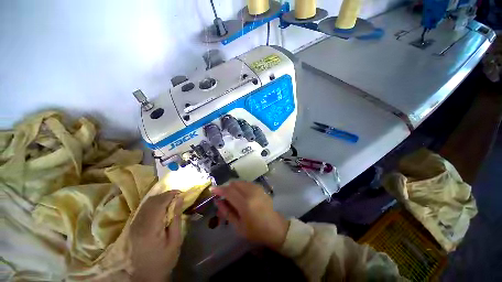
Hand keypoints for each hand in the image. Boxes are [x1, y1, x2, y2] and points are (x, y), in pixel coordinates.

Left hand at [129, 191, 182, 281]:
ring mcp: (133, 226)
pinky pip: (142, 209)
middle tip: (177, 195)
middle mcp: (138, 224)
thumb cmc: (164, 259)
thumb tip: (180, 199)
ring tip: (171, 199)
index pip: (159, 203)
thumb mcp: (175, 240)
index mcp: (150, 228)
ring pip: (145, 204)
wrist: (145, 277)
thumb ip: (177, 217)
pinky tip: (161, 207)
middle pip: (151, 201)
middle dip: (165, 195)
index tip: (180, 192)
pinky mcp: (132, 228)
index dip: (170, 194)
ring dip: (159, 198)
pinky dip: (153, 204)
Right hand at [211, 181, 288, 249]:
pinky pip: (247, 183)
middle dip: (226, 187)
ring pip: (241, 182)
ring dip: (233, 186)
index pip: (229, 191)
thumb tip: (217, 201)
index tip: (212, 189)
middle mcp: (251, 193)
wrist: (275, 227)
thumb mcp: (238, 226)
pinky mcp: (260, 188)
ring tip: (231, 195)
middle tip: (222, 195)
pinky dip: (241, 186)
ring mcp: (257, 189)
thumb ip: (227, 212)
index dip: (219, 189)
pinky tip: (240, 194)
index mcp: (245, 204)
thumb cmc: (256, 231)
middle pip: (234, 184)